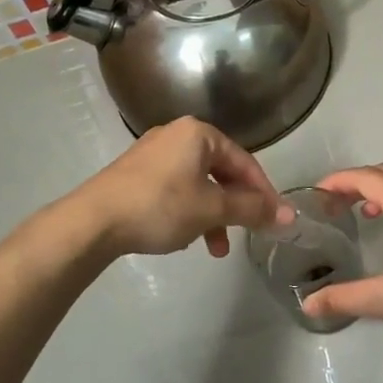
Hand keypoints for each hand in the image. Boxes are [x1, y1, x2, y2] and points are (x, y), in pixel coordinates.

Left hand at [76, 117, 283, 258]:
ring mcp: (153, 153)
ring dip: (212, 216)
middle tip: (244, 235)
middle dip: (235, 208)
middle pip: (221, 172)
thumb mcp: (211, 209)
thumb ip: (252, 209)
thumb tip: (289, 215)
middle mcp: (177, 135)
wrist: (92, 221)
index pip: (245, 162)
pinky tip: (184, 237)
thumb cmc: (160, 207)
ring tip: (213, 248)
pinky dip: (188, 212)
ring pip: (198, 184)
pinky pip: (176, 189)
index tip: (275, 221)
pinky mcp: (136, 173)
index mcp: (199, 133)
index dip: (263, 192)